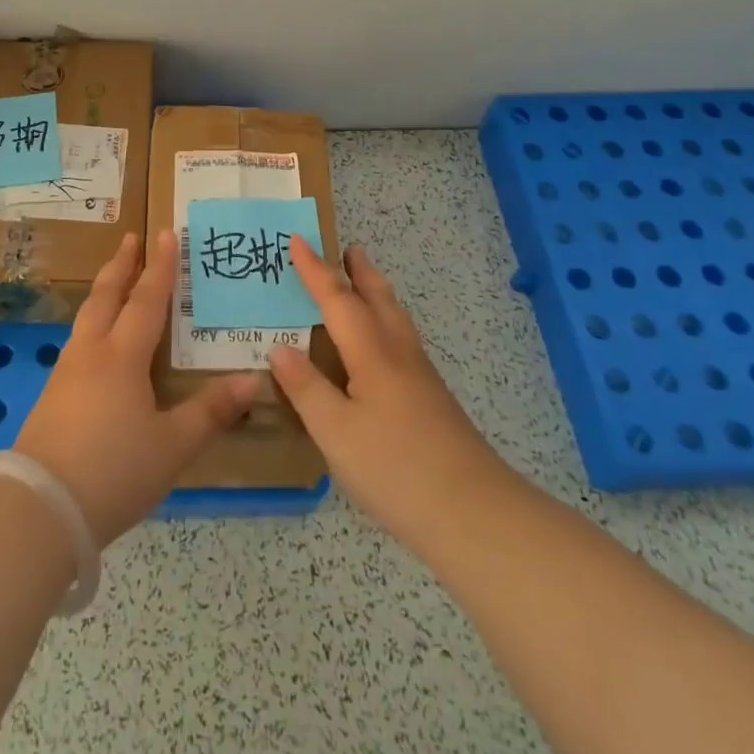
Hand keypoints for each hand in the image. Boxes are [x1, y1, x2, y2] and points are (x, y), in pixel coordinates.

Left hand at [14, 229, 259, 546]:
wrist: (39, 509)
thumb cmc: (114, 471)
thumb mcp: (172, 446)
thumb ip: (211, 412)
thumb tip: (254, 380)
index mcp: (122, 357)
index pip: (147, 300)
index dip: (160, 267)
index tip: (166, 233)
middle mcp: (91, 353)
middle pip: (106, 296)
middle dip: (121, 265)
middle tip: (130, 238)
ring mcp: (65, 373)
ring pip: (86, 317)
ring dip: (104, 292)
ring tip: (114, 282)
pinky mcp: (51, 397)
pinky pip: (78, 342)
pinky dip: (92, 323)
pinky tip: (95, 343)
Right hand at [270, 238, 508, 560]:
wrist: (474, 513)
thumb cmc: (395, 468)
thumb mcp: (335, 431)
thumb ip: (306, 388)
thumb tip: (279, 348)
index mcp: (372, 354)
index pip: (338, 299)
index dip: (315, 270)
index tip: (297, 240)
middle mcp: (398, 354)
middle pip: (378, 298)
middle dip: (359, 271)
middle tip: (348, 247)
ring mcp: (420, 377)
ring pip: (395, 318)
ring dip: (376, 292)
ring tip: (363, 282)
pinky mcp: (432, 400)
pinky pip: (401, 340)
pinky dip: (385, 321)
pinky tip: (379, 346)